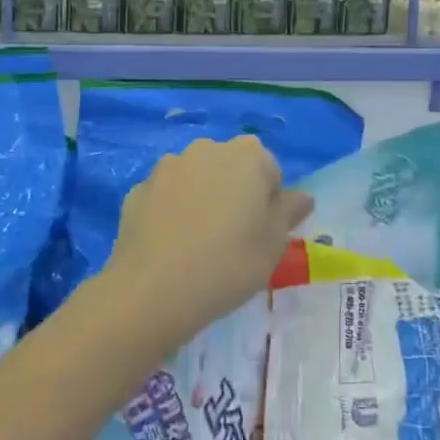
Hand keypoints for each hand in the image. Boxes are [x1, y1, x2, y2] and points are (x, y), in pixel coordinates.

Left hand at [101, 136, 312, 352]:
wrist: (154, 290)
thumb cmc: (230, 263)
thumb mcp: (274, 243)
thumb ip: (289, 212)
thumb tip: (302, 197)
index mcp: (247, 154)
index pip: (269, 170)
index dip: (269, 201)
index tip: (262, 233)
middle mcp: (205, 149)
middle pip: (230, 168)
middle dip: (234, 193)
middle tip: (234, 238)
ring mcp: (166, 167)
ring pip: (195, 180)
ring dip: (200, 199)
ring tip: (198, 245)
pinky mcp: (137, 190)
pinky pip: (165, 198)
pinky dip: (171, 213)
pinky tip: (171, 247)